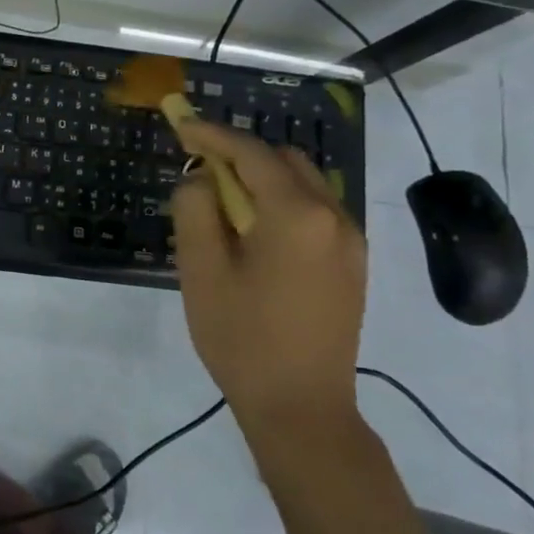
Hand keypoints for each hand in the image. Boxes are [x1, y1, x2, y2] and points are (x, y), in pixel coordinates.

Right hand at [169, 118, 365, 434]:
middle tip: (199, 171)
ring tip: (223, 203)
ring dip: (262, 179)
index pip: (251, 154)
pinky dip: (282, 203)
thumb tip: (200, 179)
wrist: (302, 407)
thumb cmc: (242, 338)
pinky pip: (316, 212)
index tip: (181, 126)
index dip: (213, 135)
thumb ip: (195, 210)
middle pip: (285, 161)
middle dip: (240, 156)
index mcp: (296, 214)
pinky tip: (255, 233)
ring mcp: (350, 242)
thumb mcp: (202, 271)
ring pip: (304, 185)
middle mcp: (334, 217)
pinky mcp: (352, 265)